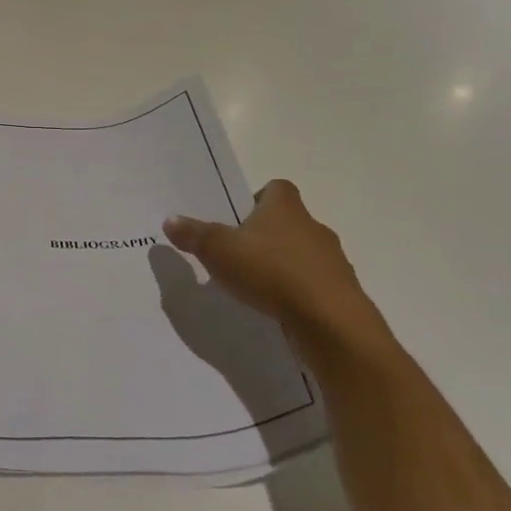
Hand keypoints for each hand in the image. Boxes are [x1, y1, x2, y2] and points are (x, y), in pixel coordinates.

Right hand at [163, 180, 389, 362]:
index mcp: (285, 207)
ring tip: (255, 285)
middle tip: (238, 254)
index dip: (257, 198)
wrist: (330, 322)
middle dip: (265, 235)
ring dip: (283, 264)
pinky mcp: (341, 292)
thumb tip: (170, 219)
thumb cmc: (271, 272)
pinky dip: (297, 291)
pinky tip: (277, 308)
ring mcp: (331, 260)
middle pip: (288, 221)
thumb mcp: (219, 251)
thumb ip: (194, 235)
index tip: (238, 218)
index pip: (276, 188)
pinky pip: (314, 284)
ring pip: (302, 254)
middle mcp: (313, 226)